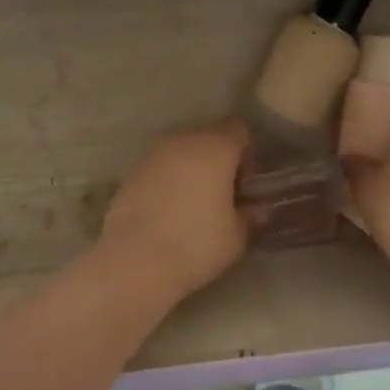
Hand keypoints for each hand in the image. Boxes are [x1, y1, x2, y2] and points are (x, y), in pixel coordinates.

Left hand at [97, 120, 251, 302]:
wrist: (135, 261)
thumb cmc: (196, 244)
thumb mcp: (236, 236)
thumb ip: (249, 216)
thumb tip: (257, 209)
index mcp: (215, 148)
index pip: (238, 129)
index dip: (246, 152)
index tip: (245, 183)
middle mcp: (184, 140)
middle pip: (209, 135)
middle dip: (219, 157)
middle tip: (223, 192)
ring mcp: (153, 153)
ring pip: (182, 149)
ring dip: (192, 166)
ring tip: (195, 201)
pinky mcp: (132, 171)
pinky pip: (160, 165)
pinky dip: (169, 178)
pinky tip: (169, 209)